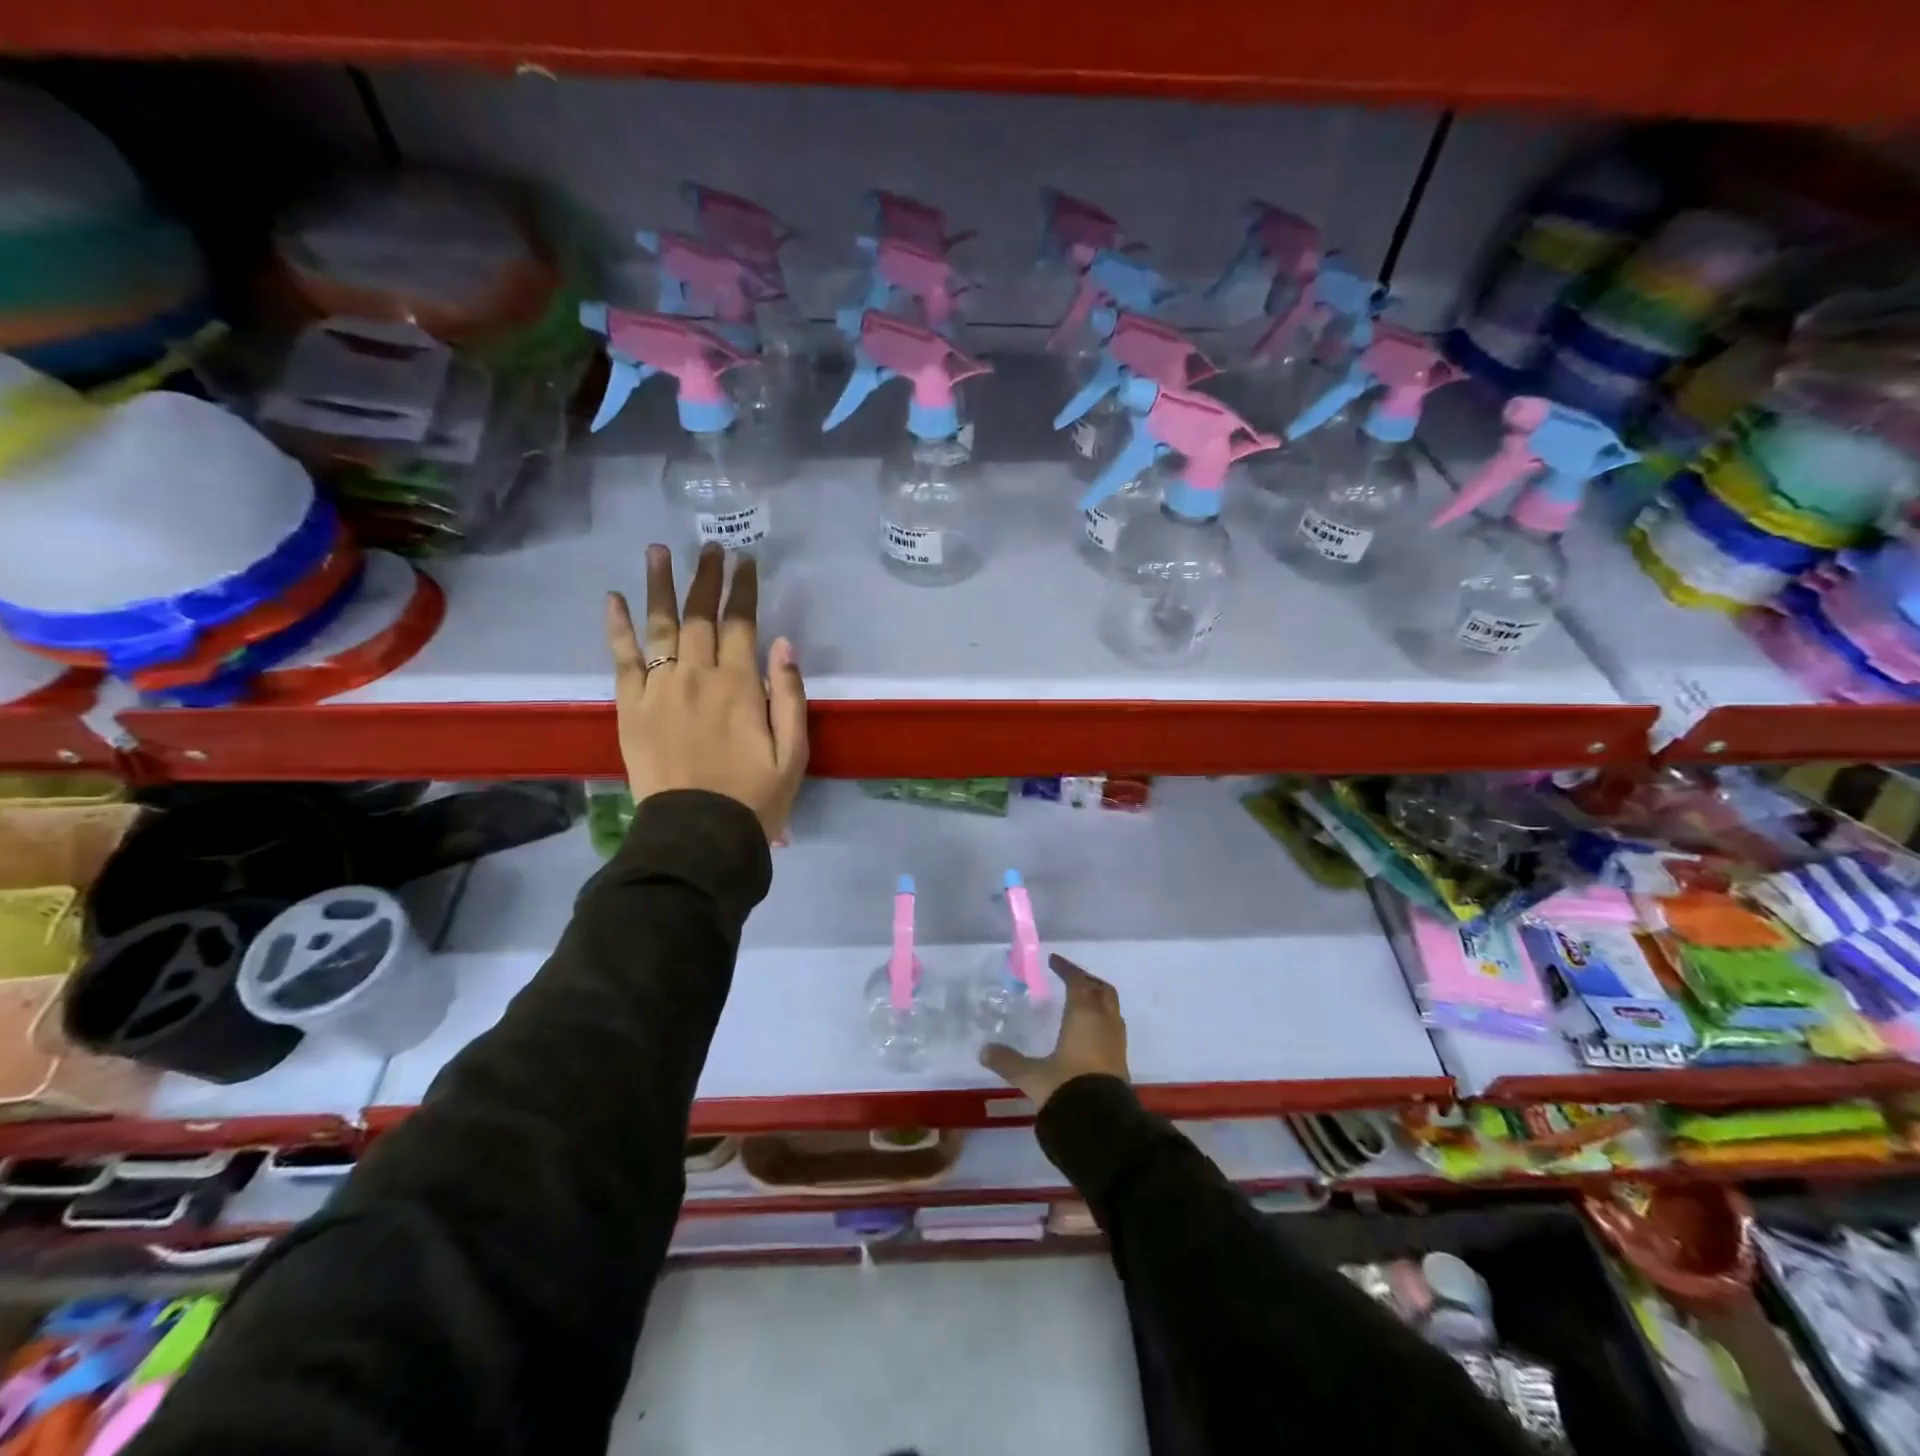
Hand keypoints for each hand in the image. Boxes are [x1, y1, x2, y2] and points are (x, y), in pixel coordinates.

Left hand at [606, 544, 807, 841]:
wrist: (697, 836)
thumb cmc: (754, 797)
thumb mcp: (793, 753)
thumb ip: (789, 695)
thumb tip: (784, 643)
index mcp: (739, 686)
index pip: (742, 624)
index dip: (744, 590)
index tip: (746, 561)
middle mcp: (697, 676)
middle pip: (700, 615)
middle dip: (706, 577)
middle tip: (710, 547)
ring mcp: (659, 689)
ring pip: (659, 625)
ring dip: (660, 585)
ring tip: (659, 551)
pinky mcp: (631, 707)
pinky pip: (622, 658)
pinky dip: (618, 627)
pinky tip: (615, 598)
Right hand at [979, 954, 1129, 1108]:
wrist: (1102, 1125)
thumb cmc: (1066, 1088)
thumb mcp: (1032, 1075)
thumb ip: (1008, 1061)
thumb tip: (984, 1051)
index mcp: (1084, 1015)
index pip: (1078, 982)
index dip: (1066, 969)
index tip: (1054, 961)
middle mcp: (1105, 1022)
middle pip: (1101, 990)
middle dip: (1087, 980)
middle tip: (1070, 978)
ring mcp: (1117, 1042)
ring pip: (1111, 1008)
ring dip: (1098, 999)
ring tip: (1081, 1002)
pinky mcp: (1122, 1061)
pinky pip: (1114, 1028)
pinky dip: (1102, 1020)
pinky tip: (1089, 1032)